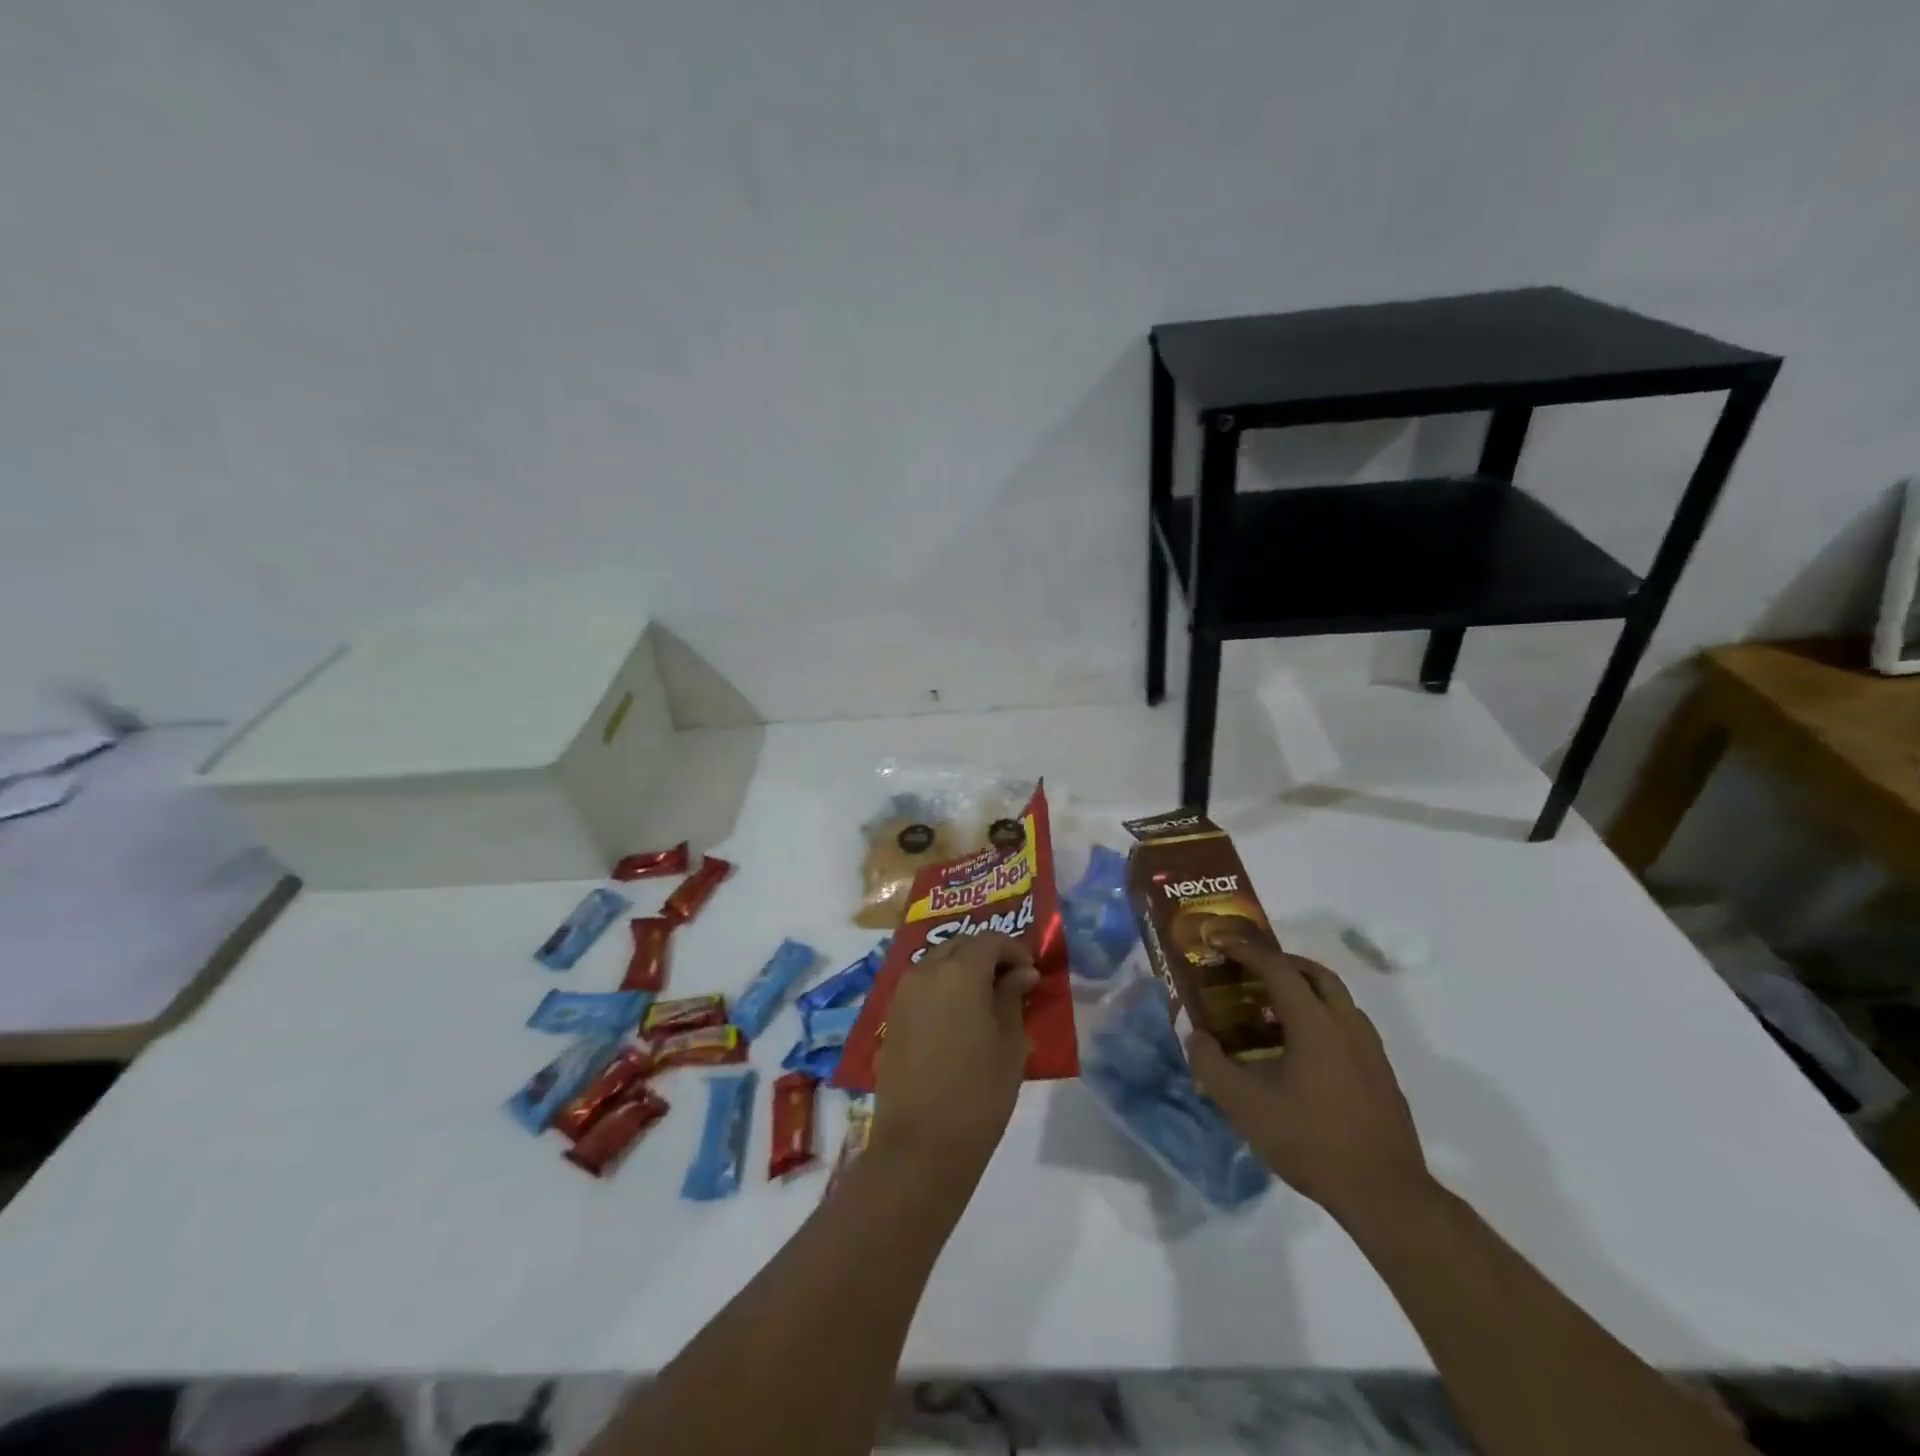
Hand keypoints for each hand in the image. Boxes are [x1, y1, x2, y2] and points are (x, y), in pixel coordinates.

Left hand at [871, 932, 1037, 1175]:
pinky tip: (958, 1016)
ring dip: (961, 969)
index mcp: (959, 972)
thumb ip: (1013, 999)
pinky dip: (941, 987)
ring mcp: (903, 993)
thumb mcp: (1010, 1045)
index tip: (1031, 972)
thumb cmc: (978, 1093)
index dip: (1013, 949)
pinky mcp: (891, 1017)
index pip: (990, 940)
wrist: (921, 1146)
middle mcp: (926, 971)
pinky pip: (921, 986)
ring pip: (936, 962)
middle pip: (959, 945)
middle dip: (986, 954)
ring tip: (985, 998)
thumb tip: (1022, 974)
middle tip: (1010, 981)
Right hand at [1187, 936, 1431, 1224]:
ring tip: (1270, 1008)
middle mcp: (1346, 1023)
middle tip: (1249, 968)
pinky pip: (1346, 1023)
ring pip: (1336, 997)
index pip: (1277, 968)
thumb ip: (1211, 1065)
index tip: (1219, 941)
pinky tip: (1300, 1049)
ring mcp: (1369, 1048)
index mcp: (1314, 1022)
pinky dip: (1320, 1015)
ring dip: (1303, 988)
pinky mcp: (1381, 1072)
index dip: (1245, 950)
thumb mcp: (1244, 1106)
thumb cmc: (1310, 1141)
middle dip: (1280, 961)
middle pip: (1314, 972)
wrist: (1384, 1194)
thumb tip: (1195, 1037)